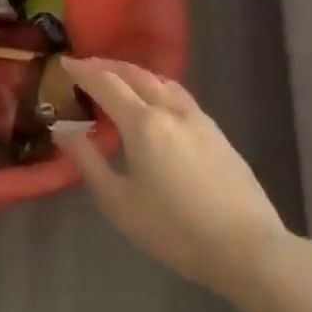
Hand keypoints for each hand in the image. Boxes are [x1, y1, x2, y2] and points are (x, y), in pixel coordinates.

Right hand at [56, 57, 286, 299]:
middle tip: (86, 66)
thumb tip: (63, 129)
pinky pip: (179, 96)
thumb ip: (87, 160)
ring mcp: (199, 119)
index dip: (83, 71)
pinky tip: (155, 104)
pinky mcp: (217, 133)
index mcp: (143, 123)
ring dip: (134, 74)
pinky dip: (157, 88)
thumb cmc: (174, 229)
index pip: (106, 83)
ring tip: (118, 80)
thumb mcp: (118, 201)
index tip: (64, 62)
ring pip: (162, 82)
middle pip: (136, 75)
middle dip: (108, 66)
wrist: (247, 248)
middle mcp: (171, 110)